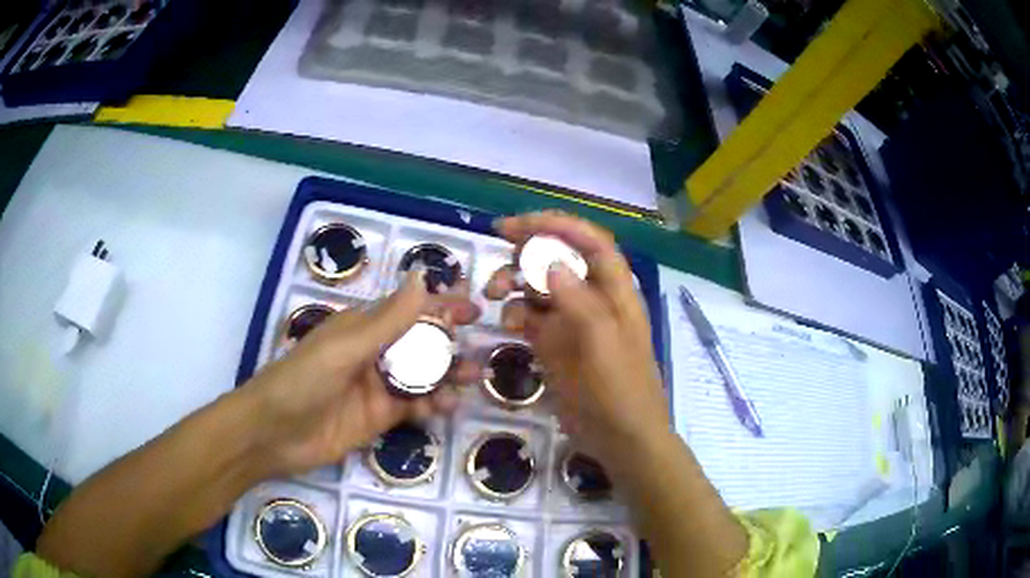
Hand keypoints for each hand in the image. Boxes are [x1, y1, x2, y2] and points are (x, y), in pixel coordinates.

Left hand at [244, 272, 480, 476]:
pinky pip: (413, 407)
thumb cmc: (303, 380)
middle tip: (481, 350)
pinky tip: (447, 407)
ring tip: (472, 378)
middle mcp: (373, 353)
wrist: (274, 433)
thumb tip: (422, 276)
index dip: (441, 306)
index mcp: (362, 328)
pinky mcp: (379, 417)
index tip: (473, 307)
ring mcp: (377, 387)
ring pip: (421, 376)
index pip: (408, 310)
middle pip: (420, 344)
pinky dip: (433, 405)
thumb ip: (387, 319)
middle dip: (450, 344)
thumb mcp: (345, 347)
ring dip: (447, 375)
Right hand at [485, 212, 669, 473]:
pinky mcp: (555, 345)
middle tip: (498, 243)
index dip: (557, 225)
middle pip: (560, 256)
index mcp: (615, 291)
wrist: (620, 439)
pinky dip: (516, 314)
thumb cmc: (621, 390)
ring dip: (516, 281)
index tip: (518, 225)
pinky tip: (508, 326)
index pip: (589, 241)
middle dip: (530, 247)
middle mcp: (593, 298)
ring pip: (540, 285)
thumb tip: (551, 262)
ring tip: (493, 293)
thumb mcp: (603, 344)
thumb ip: (579, 301)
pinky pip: (531, 317)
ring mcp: (572, 322)